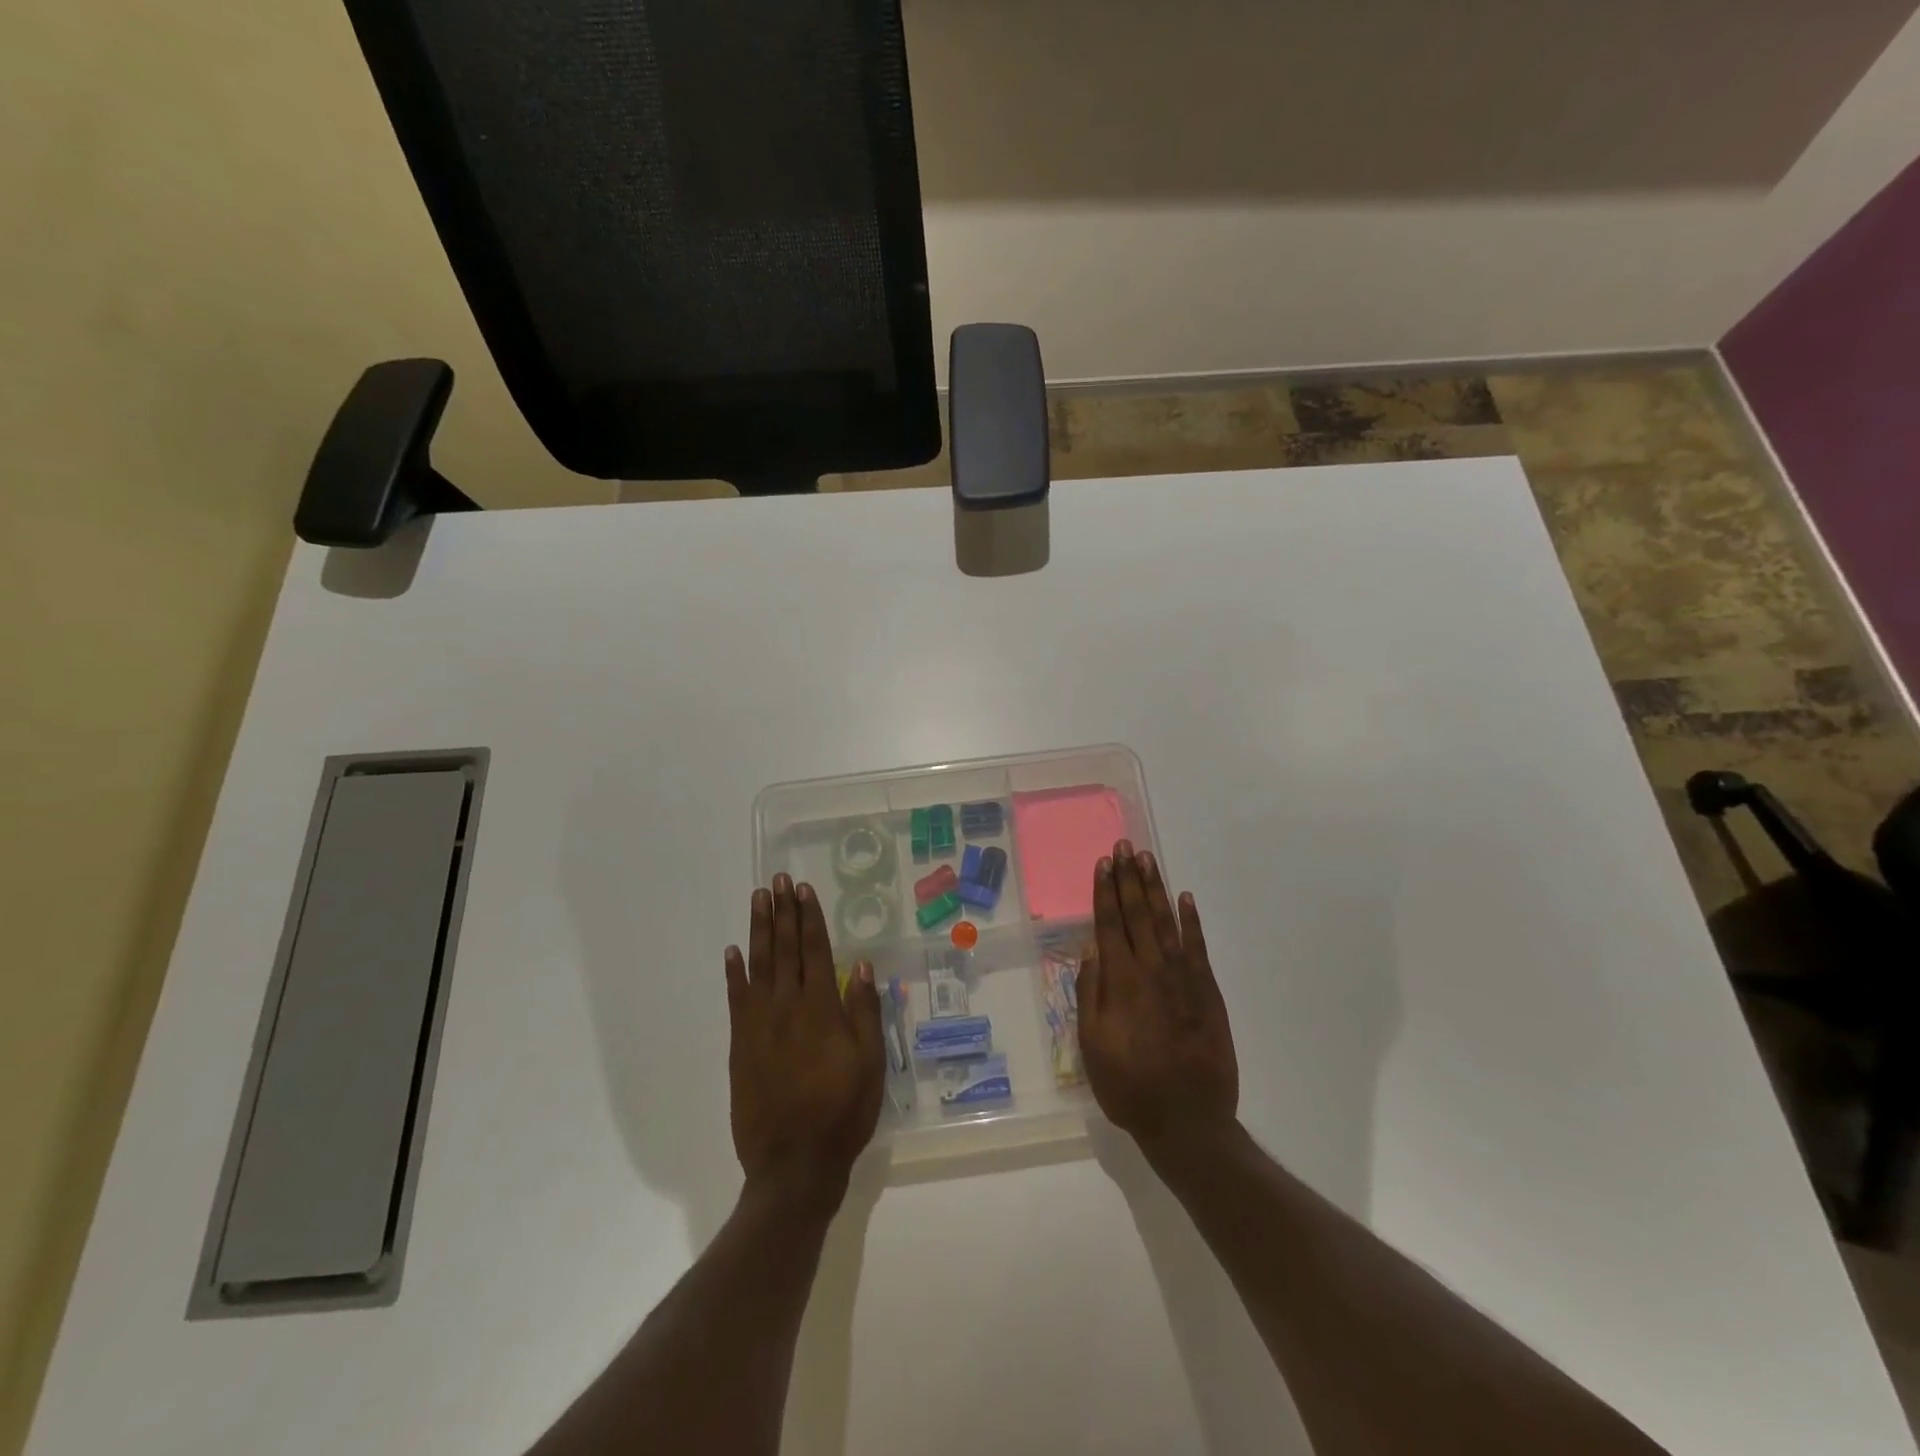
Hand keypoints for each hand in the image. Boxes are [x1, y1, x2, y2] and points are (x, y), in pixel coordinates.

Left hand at [725, 875, 884, 1204]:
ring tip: (758, 900)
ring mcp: (759, 1024)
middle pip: (785, 949)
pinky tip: (733, 951)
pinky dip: (734, 973)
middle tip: (777, 880)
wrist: (794, 1163)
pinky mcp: (741, 1045)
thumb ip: (864, 1012)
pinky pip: (736, 999)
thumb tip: (860, 966)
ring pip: (759, 965)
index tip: (803, 889)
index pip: (815, 950)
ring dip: (759, 930)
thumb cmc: (842, 1112)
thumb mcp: (869, 1063)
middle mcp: (788, 1007)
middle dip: (783, 912)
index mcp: (821, 1009)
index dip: (810, 918)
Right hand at [1078, 841, 1238, 1152]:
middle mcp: (1152, 970)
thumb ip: (1091, 994)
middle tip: (1124, 846)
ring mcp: (1184, 978)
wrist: (1188, 1121)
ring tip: (1147, 860)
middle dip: (1128, 879)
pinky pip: (1198, 947)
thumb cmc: (1130, 1087)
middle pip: (1137, 914)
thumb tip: (1090, 950)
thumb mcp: (1093, 1046)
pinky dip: (1191, 921)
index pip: (1110, 924)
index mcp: (1121, 982)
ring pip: (1166, 922)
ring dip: (1155, 889)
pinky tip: (1185, 899)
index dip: (1105, 892)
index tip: (1103, 863)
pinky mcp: (1208, 992)